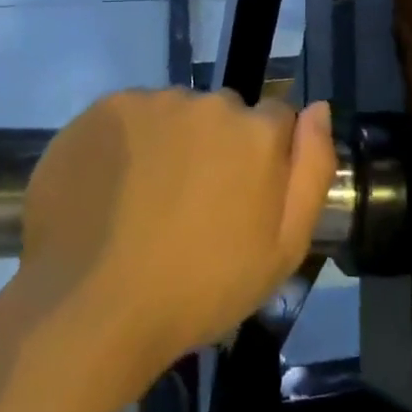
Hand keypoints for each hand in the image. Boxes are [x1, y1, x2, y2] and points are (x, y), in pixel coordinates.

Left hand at [18, 90, 336, 375]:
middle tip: (193, 203)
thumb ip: (313, 169)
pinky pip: (131, 115)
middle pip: (225, 112)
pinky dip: (128, 141)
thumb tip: (318, 109)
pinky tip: (112, 187)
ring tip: (147, 199)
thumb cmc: (200, 289)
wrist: (92, 309)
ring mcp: (152, 102)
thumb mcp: (285, 248)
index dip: (263, 156)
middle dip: (218, 145)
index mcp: (257, 131)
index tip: (242, 195)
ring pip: (176, 112)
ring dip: (172, 141)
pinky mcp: (103, 110)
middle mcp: (209, 102)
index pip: (277, 118)